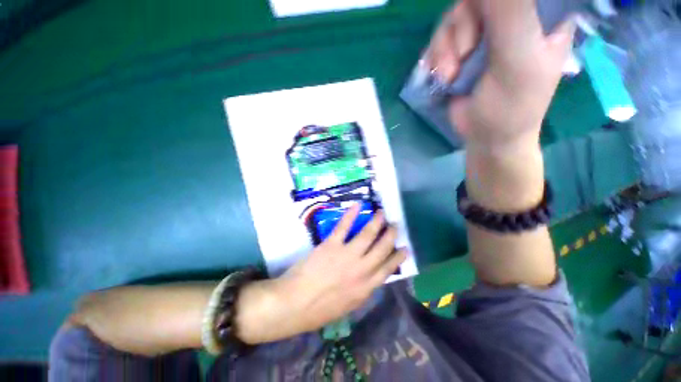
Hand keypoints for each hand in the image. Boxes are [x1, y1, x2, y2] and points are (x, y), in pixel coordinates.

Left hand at [285, 204, 406, 327]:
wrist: (294, 304)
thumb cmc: (319, 310)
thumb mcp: (348, 306)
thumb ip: (362, 291)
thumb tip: (371, 277)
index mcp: (365, 288)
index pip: (388, 269)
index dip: (398, 257)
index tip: (404, 248)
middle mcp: (361, 270)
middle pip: (382, 248)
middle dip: (391, 235)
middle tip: (395, 225)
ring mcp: (347, 255)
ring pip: (367, 235)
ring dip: (377, 222)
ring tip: (383, 213)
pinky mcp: (331, 245)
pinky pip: (344, 226)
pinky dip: (351, 214)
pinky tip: (358, 205)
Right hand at [425, 0, 574, 152]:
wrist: (486, 137)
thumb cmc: (512, 106)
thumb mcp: (518, 60)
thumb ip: (510, 14)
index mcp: (544, 12)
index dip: (492, 6)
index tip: (485, 26)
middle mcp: (514, 15)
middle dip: (464, 27)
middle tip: (466, 54)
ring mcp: (485, 31)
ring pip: (455, 15)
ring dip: (446, 48)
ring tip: (452, 75)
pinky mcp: (462, 48)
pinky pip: (442, 37)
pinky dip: (438, 57)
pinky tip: (445, 76)